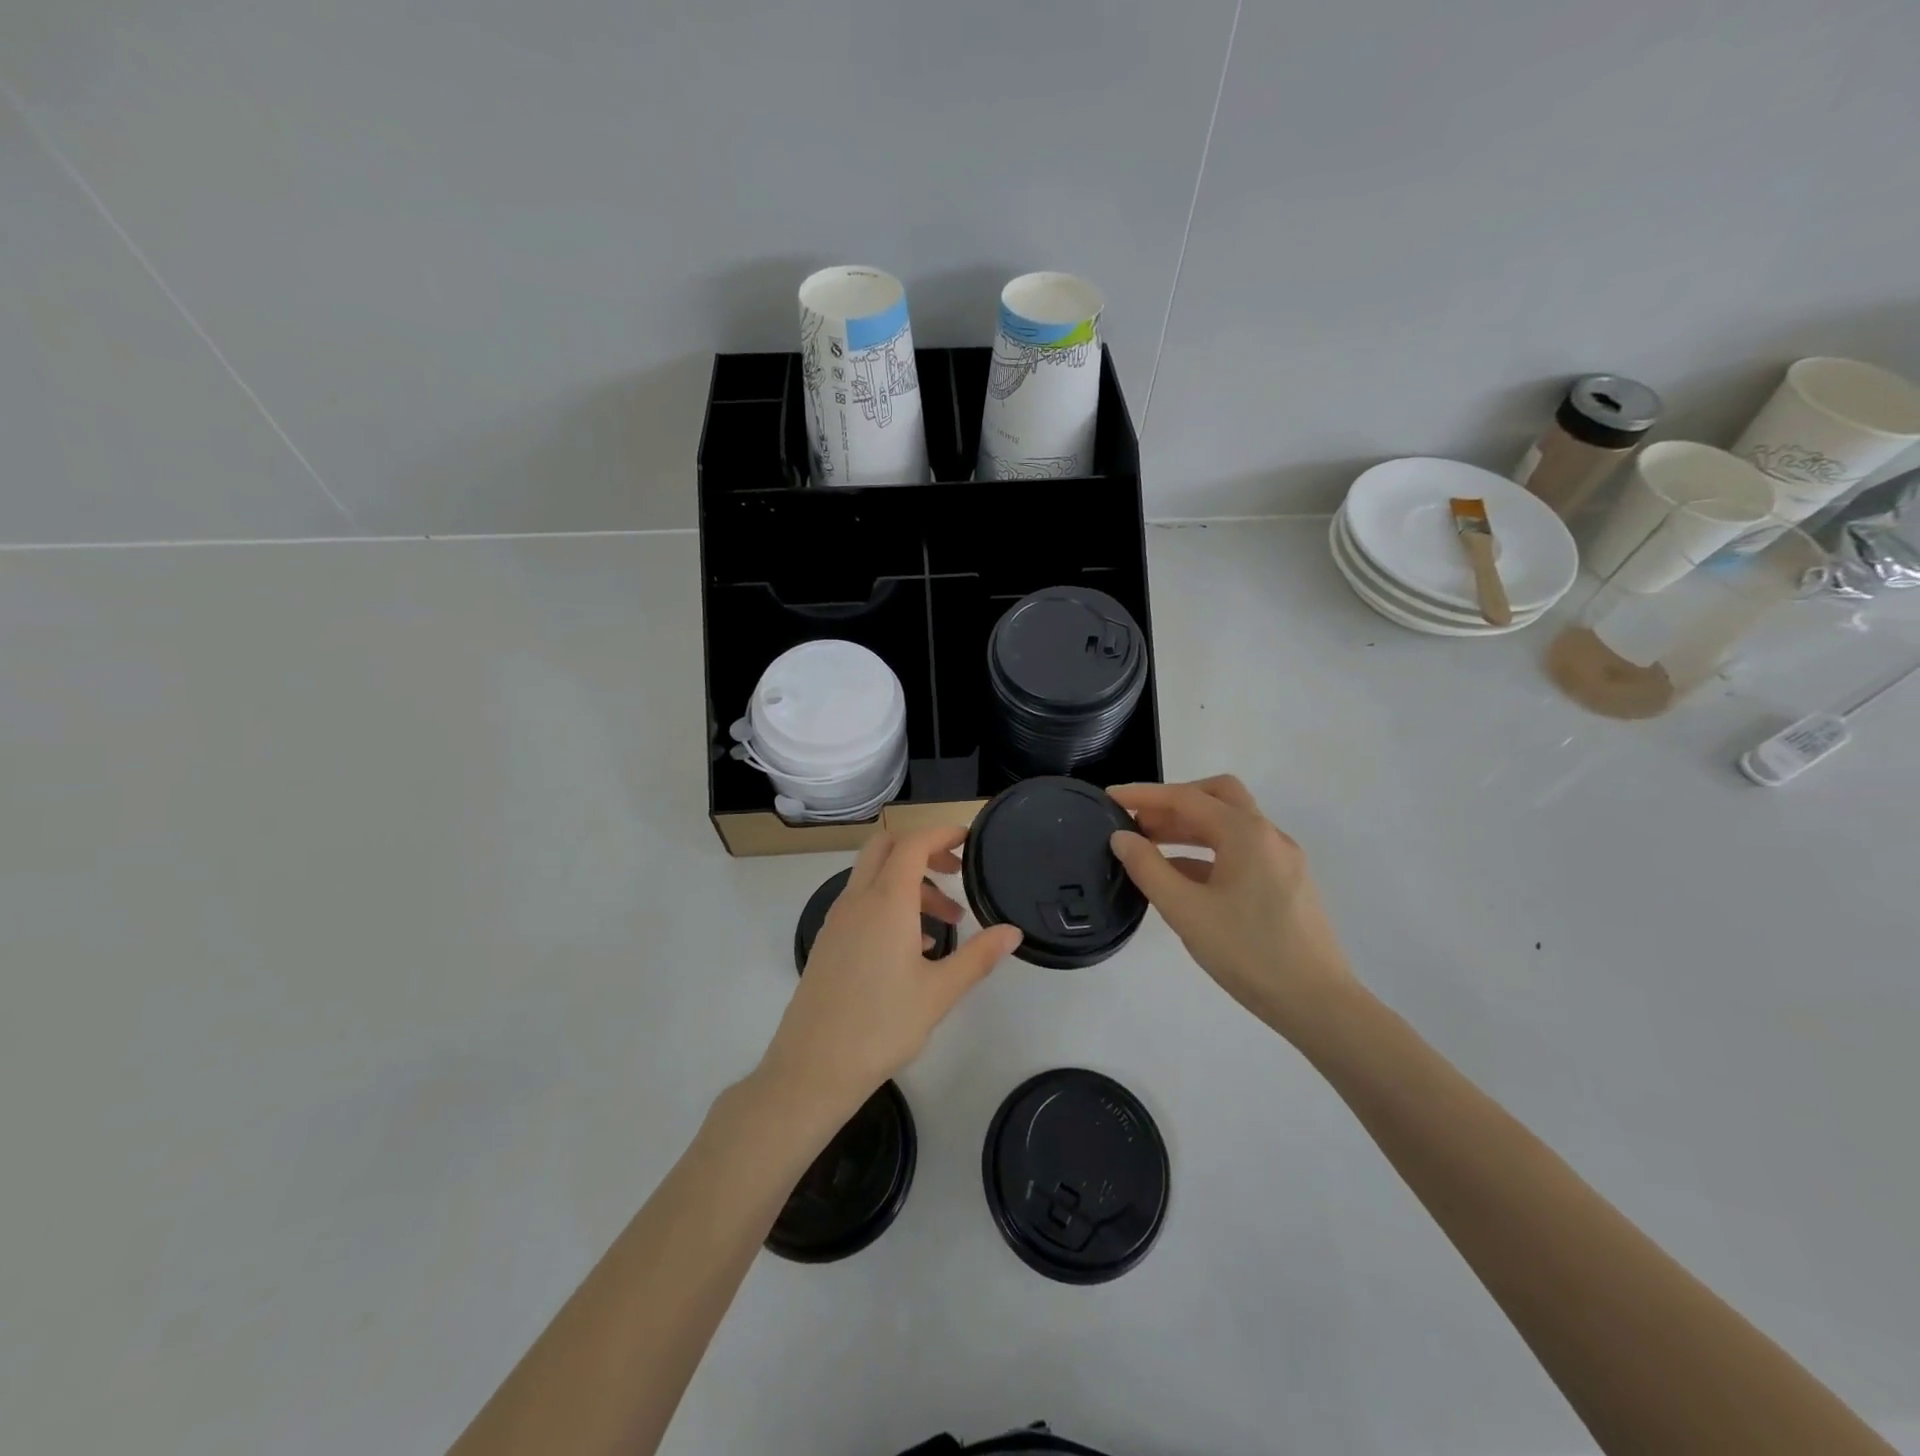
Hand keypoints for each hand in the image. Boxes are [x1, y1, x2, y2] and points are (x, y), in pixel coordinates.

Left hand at [757, 827, 1022, 1122]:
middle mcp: (857, 900)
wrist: (813, 1068)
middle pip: (885, 848)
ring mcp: (837, 920)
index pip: (912, 843)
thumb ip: (979, 956)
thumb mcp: (940, 992)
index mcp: (885, 902)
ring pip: (874, 877)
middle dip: (922, 850)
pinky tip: (914, 948)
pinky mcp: (829, 942)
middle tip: (955, 873)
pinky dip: (889, 905)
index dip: (941, 833)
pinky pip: (861, 903)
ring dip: (910, 884)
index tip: (968, 839)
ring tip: (947, 923)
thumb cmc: (882, 1026)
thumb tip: (1012, 932)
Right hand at [1109, 776, 1354, 1038]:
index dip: (1144, 795)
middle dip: (1173, 802)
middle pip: (1216, 796)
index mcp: (1246, 833)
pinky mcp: (1286, 883)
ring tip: (1150, 847)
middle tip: (1138, 821)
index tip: (1109, 797)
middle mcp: (1268, 836)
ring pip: (1230, 824)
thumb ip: (1148, 869)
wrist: (1318, 1004)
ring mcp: (1282, 859)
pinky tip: (1182, 877)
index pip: (1186, 798)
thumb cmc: (1248, 953)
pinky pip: (1240, 851)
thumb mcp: (1186, 911)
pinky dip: (1207, 852)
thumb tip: (1121, 837)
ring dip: (1189, 827)